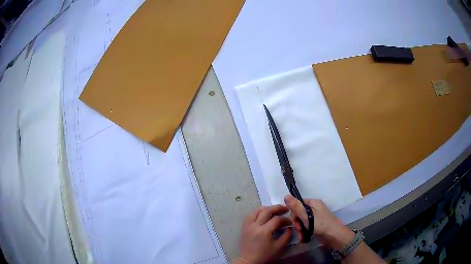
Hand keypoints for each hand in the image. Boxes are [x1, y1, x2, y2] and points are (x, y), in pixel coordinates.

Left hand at [233, 205, 291, 263]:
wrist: (248, 260)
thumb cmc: (264, 255)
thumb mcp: (278, 247)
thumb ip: (286, 236)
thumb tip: (290, 227)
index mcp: (264, 231)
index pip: (276, 219)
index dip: (285, 219)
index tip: (290, 222)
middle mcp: (255, 225)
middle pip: (267, 211)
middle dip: (277, 208)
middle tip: (285, 209)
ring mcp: (248, 225)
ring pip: (257, 210)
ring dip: (267, 208)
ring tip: (275, 210)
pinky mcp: (244, 226)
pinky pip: (251, 214)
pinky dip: (258, 212)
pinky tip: (264, 214)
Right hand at [284, 195, 353, 249]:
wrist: (335, 236)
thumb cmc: (321, 224)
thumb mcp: (307, 216)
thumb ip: (296, 207)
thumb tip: (285, 195)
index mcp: (313, 203)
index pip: (298, 204)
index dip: (294, 213)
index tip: (294, 222)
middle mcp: (314, 209)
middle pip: (299, 214)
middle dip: (297, 223)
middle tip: (299, 230)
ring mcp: (315, 218)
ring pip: (301, 222)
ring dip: (299, 230)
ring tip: (301, 236)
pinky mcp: (316, 226)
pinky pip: (306, 227)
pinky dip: (303, 233)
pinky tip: (303, 238)